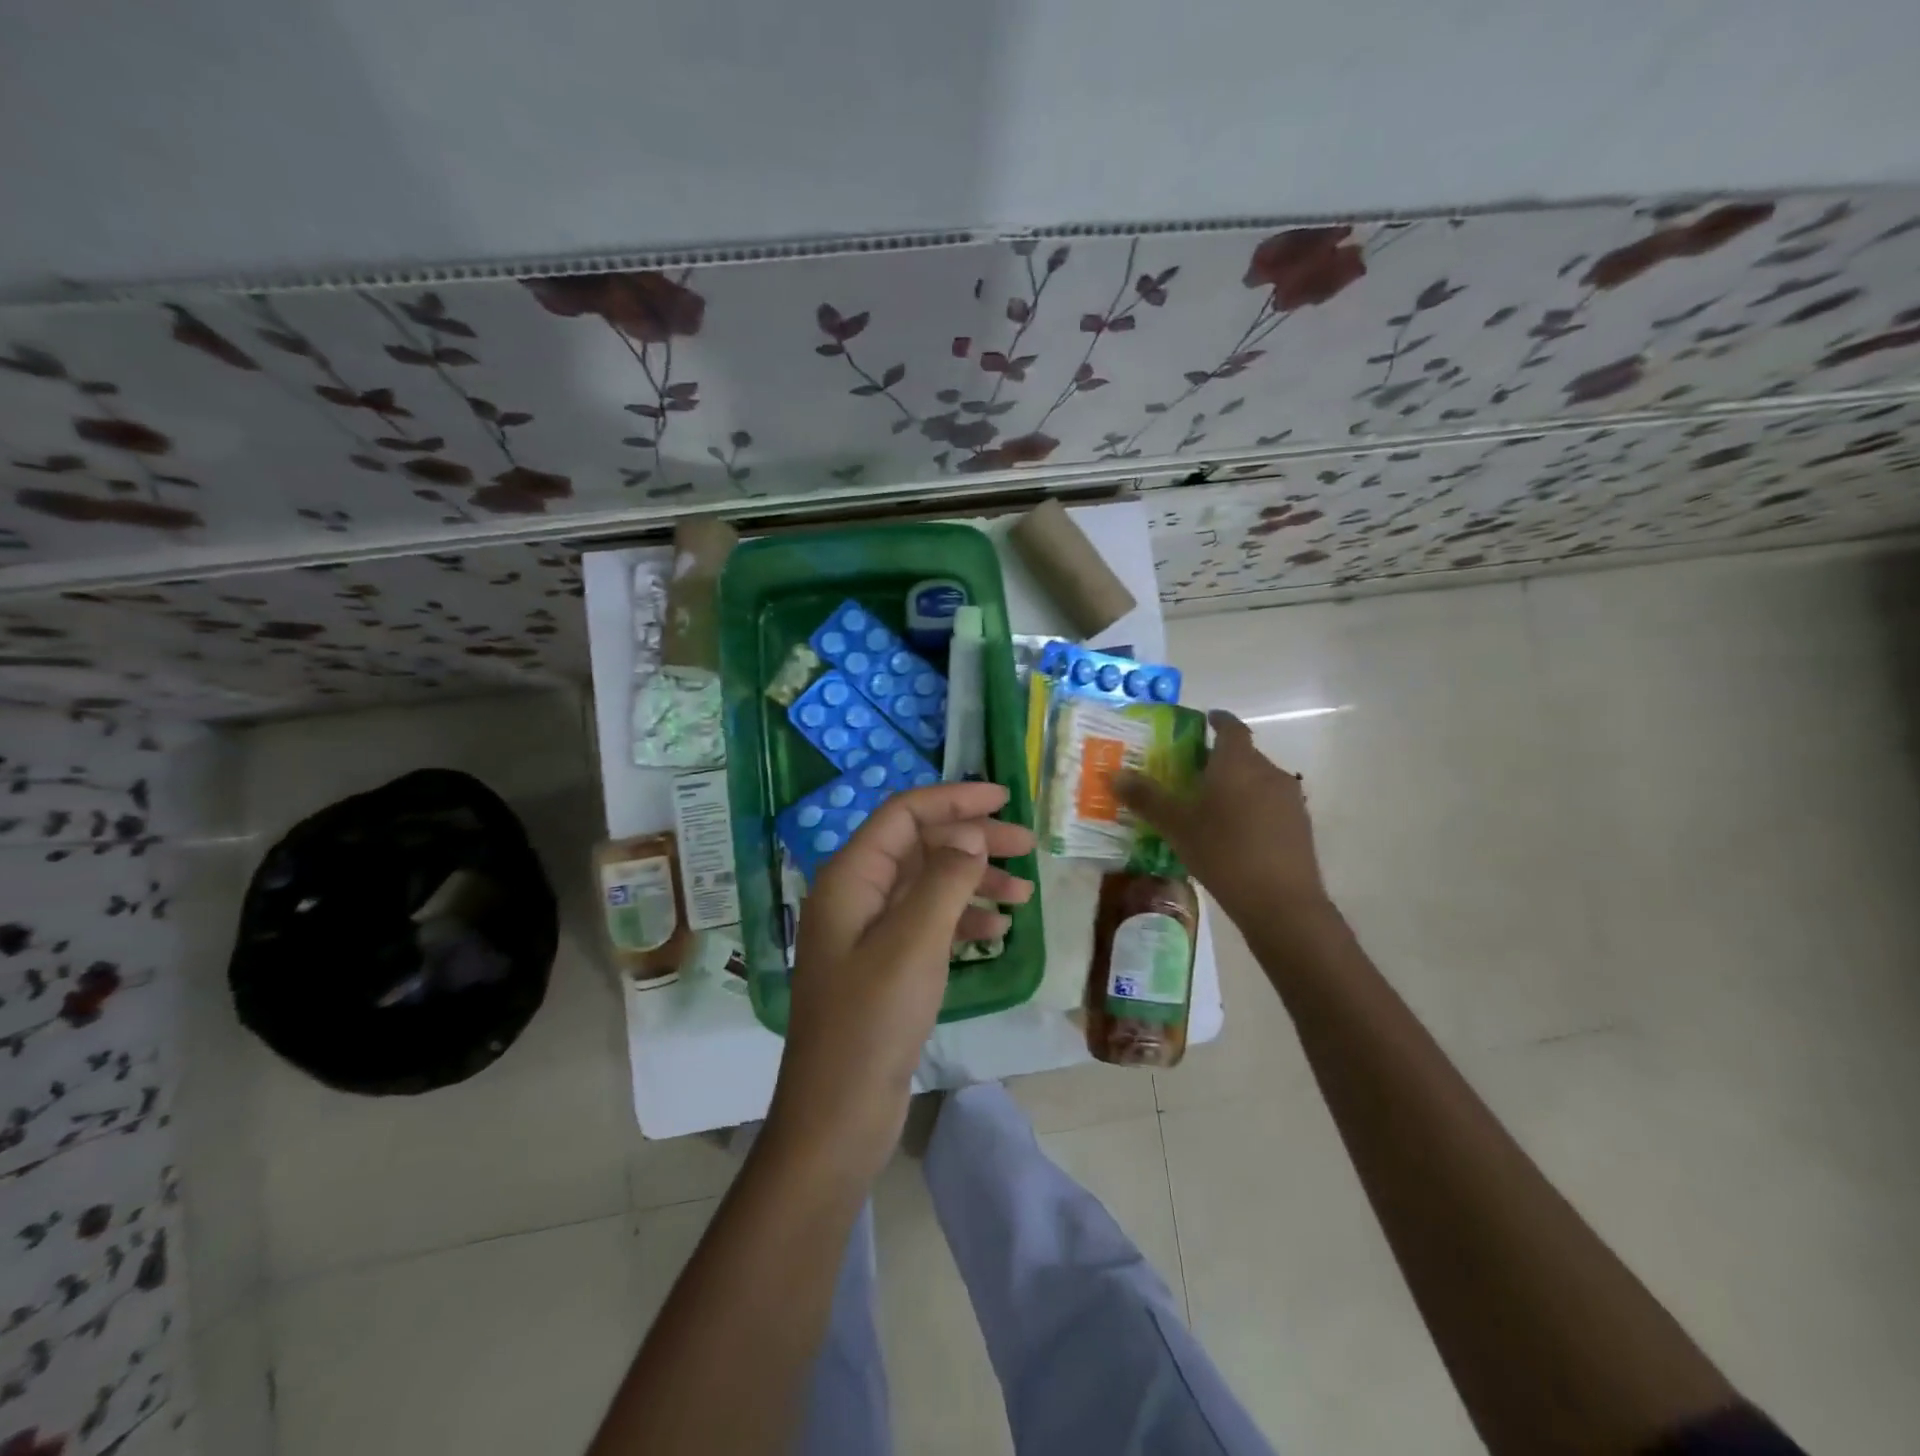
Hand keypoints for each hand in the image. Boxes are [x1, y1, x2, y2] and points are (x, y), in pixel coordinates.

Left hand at [767, 782, 1034, 1182]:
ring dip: (973, 882)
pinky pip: (926, 923)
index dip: (953, 799)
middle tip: (1027, 846)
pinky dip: (961, 919)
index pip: (903, 814)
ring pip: (927, 884)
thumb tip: (970, 836)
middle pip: (918, 845)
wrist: (837, 1115)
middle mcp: (855, 895)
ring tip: (1022, 896)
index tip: (1003, 798)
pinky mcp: (882, 965)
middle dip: (972, 840)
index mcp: (850, 878)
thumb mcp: (914, 943)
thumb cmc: (872, 1023)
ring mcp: (867, 932)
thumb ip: (944, 880)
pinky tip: (995, 932)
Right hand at [1116, 709, 1331, 918]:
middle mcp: (1268, 771)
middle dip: (1220, 759)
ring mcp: (1289, 798)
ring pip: (1258, 780)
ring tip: (1211, 806)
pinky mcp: (1300, 825)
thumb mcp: (1177, 827)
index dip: (1218, 720)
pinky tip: (1235, 833)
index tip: (1205, 720)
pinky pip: (1271, 803)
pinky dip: (1252, 807)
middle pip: (1244, 754)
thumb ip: (1147, 798)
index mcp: (1237, 763)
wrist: (1282, 902)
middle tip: (1192, 773)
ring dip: (1237, 785)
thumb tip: (1114, 774)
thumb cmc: (1224, 853)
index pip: (1231, 727)